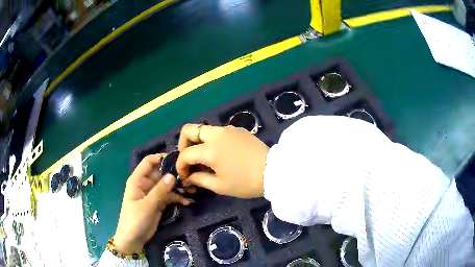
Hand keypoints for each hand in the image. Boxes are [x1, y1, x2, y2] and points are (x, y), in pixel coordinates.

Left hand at [114, 154, 192, 253]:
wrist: (133, 239)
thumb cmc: (135, 219)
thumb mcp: (147, 205)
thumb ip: (159, 191)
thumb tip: (172, 175)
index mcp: (138, 180)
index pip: (149, 162)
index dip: (161, 158)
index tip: (177, 159)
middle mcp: (146, 184)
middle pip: (161, 173)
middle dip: (174, 174)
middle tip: (190, 176)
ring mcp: (153, 194)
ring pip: (167, 185)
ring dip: (179, 187)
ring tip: (192, 190)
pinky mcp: (159, 203)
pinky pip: (170, 197)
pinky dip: (178, 198)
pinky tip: (188, 202)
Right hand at [176, 124, 268, 197]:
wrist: (274, 172)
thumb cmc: (246, 183)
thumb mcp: (220, 186)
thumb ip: (199, 179)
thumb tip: (187, 177)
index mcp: (210, 150)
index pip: (186, 154)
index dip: (180, 165)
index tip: (184, 175)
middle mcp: (217, 134)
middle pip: (189, 130)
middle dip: (183, 144)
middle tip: (188, 158)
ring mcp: (228, 129)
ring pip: (204, 129)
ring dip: (198, 141)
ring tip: (204, 158)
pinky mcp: (238, 130)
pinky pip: (218, 131)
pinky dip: (212, 140)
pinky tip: (220, 153)